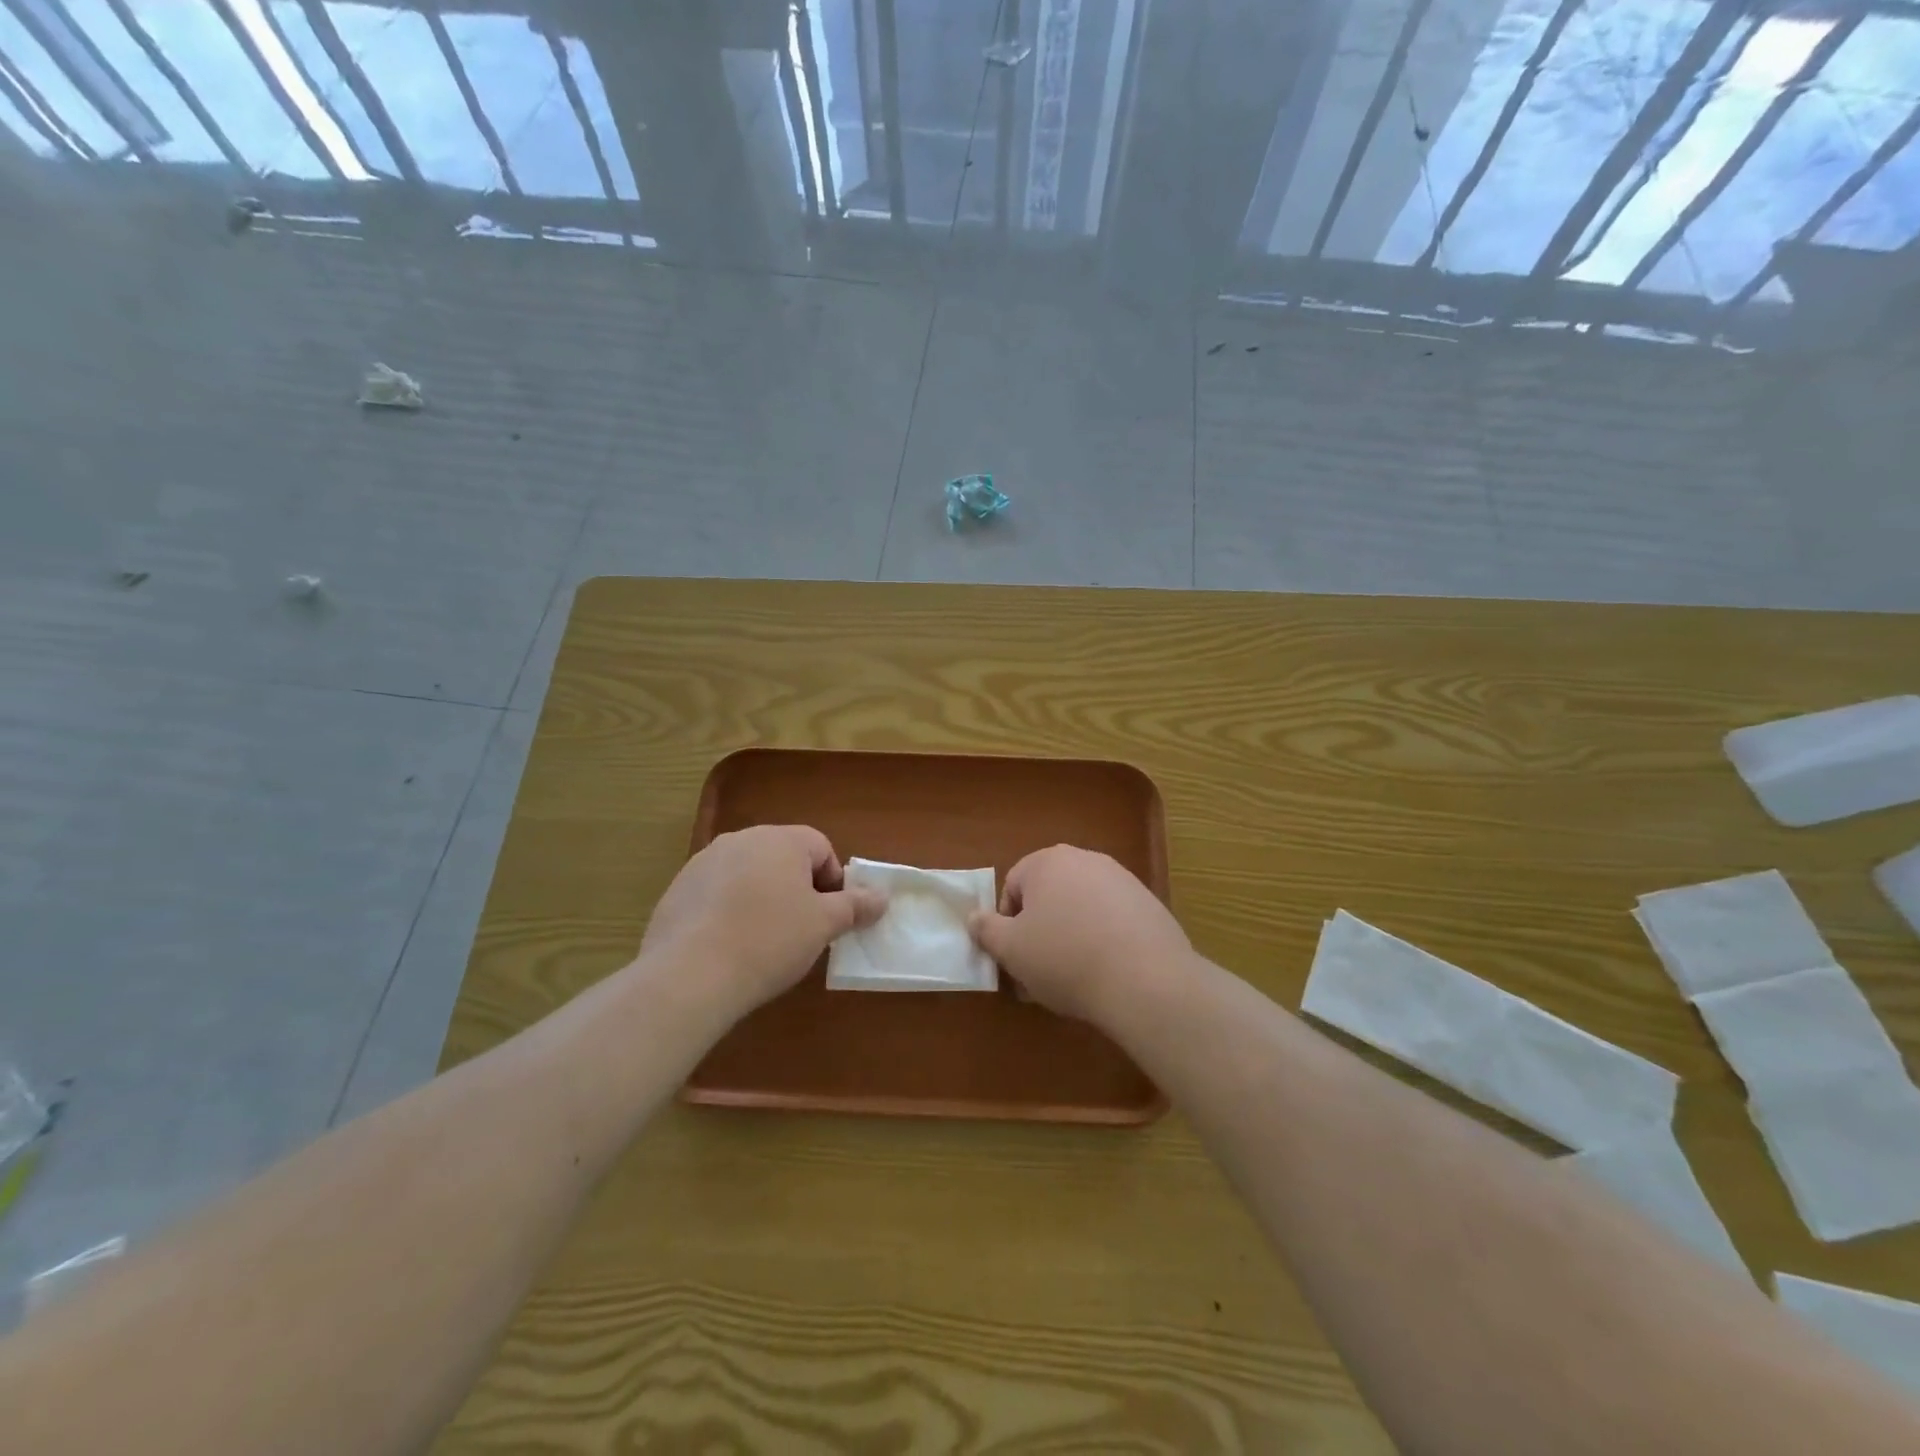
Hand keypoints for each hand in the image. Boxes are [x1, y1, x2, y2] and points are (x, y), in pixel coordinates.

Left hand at [640, 825, 885, 1013]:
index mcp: (781, 839)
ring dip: (762, 898)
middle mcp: (741, 839)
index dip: (833, 882)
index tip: (829, 917)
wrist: (689, 975)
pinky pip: (717, 893)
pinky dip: (728, 911)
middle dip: (797, 888)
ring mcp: (703, 862)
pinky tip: (728, 946)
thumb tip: (882, 897)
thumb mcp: (823, 925)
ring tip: (762, 941)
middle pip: (783, 857)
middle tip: (801, 929)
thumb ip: (855, 906)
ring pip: (748, 874)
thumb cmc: (770, 940)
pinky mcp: (677, 889)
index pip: (820, 847)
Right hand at [968, 845, 1193, 1022]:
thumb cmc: (1065, 958)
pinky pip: (1111, 919)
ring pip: (1080, 908)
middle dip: (1040, 930)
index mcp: (1047, 862)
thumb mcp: (1011, 950)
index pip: (1013, 886)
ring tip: (1074, 978)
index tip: (1016, 957)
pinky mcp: (1148, 903)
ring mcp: (1121, 879)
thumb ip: (986, 929)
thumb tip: (974, 917)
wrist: (1146, 979)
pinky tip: (1107, 972)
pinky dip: (1103, 940)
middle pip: (1049, 895)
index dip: (1008, 924)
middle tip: (1040, 972)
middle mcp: (1085, 859)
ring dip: (1070, 936)